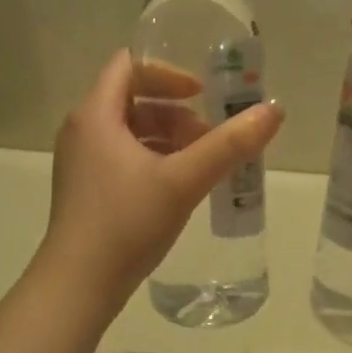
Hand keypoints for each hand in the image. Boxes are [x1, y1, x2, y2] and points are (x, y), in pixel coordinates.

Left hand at [38, 51, 283, 306]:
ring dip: (170, 137)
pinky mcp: (87, 189)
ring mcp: (82, 162)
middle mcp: (83, 130)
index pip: (130, 66)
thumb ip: (230, 144)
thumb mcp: (183, 180)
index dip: (168, 73)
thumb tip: (274, 110)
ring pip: (131, 131)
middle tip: (211, 133)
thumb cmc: (126, 222)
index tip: (202, 94)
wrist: (77, 286)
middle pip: (133, 99)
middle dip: (177, 111)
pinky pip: (124, 156)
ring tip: (204, 162)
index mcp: (95, 114)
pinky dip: (155, 159)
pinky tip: (182, 186)